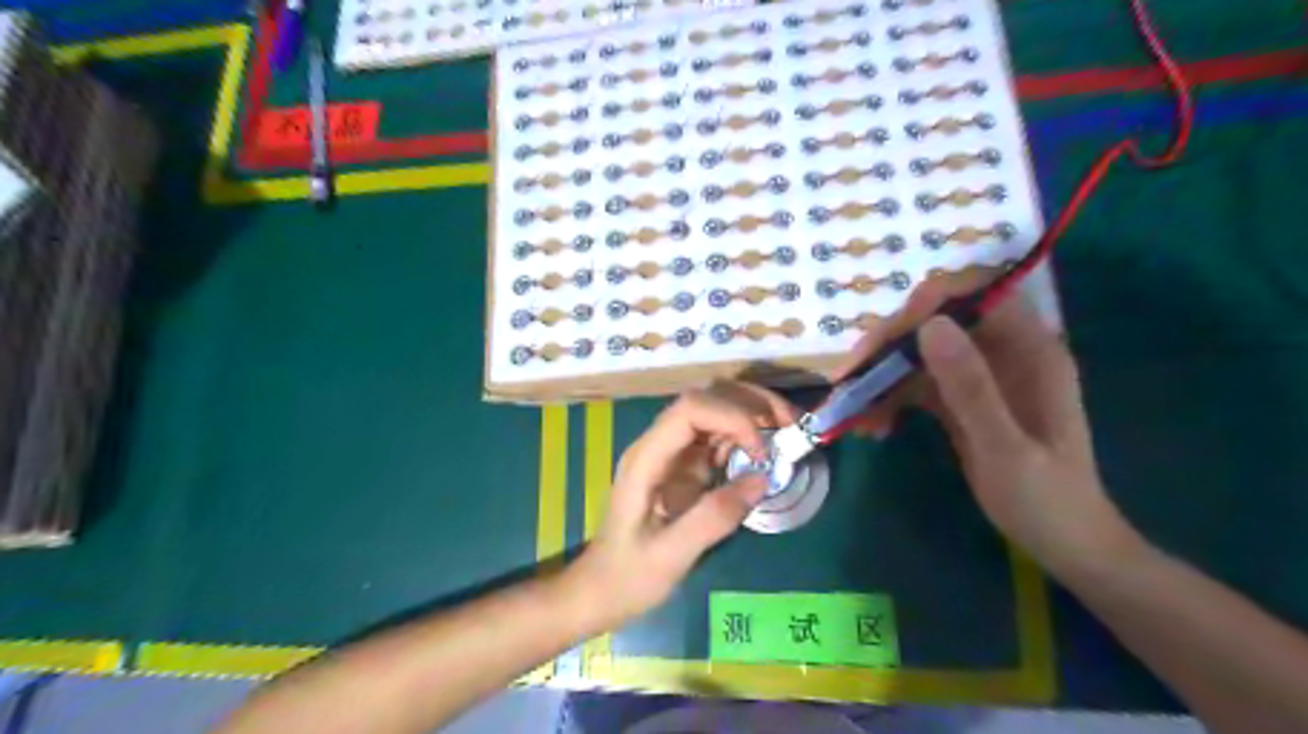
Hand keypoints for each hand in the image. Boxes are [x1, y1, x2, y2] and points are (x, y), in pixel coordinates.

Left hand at [571, 380, 796, 628]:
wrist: (601, 588)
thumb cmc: (629, 576)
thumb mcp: (671, 557)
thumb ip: (713, 518)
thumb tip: (762, 478)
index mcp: (647, 459)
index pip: (689, 410)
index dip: (731, 416)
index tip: (761, 449)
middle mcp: (659, 444)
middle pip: (705, 398)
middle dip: (750, 402)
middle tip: (792, 423)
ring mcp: (673, 452)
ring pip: (715, 409)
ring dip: (753, 412)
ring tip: (789, 430)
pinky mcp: (685, 465)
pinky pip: (719, 435)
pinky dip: (747, 434)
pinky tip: (768, 451)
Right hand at [837, 289, 1135, 572]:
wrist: (1064, 544)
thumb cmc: (1045, 500)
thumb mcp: (1004, 448)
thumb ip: (970, 387)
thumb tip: (930, 324)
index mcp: (1030, 351)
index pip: (975, 297)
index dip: (927, 305)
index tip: (885, 338)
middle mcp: (1004, 354)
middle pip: (938, 324)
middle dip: (891, 347)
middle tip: (852, 379)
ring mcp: (981, 377)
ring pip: (921, 355)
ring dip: (884, 378)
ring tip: (856, 415)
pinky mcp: (962, 401)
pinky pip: (919, 386)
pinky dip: (892, 401)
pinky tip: (874, 427)